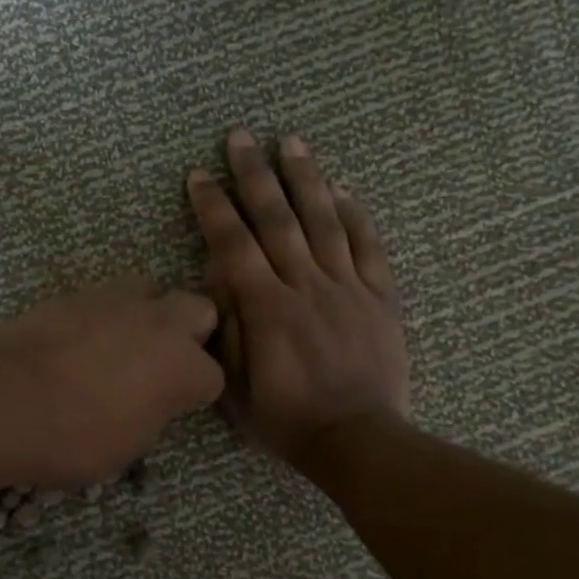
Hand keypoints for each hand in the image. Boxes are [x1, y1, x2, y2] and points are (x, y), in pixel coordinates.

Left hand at [0, 277, 223, 486]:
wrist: (2, 399)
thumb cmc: (72, 438)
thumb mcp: (127, 446)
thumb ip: (152, 412)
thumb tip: (149, 398)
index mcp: (182, 367)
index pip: (212, 376)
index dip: (194, 392)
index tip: (175, 405)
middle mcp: (159, 322)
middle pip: (199, 310)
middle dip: (189, 333)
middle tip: (161, 362)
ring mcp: (116, 299)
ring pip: (151, 291)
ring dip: (146, 314)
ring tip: (118, 345)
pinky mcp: (76, 292)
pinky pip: (106, 297)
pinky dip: (103, 315)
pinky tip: (79, 341)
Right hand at [186, 130, 407, 466]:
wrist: (358, 442)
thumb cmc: (287, 420)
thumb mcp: (234, 388)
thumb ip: (225, 329)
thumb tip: (217, 278)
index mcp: (267, 308)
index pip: (234, 244)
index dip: (214, 206)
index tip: (199, 175)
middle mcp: (306, 286)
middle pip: (277, 219)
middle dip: (255, 174)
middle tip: (240, 137)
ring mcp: (347, 288)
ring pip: (325, 222)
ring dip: (306, 179)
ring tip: (292, 142)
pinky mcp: (380, 298)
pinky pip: (369, 248)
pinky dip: (357, 216)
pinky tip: (343, 190)